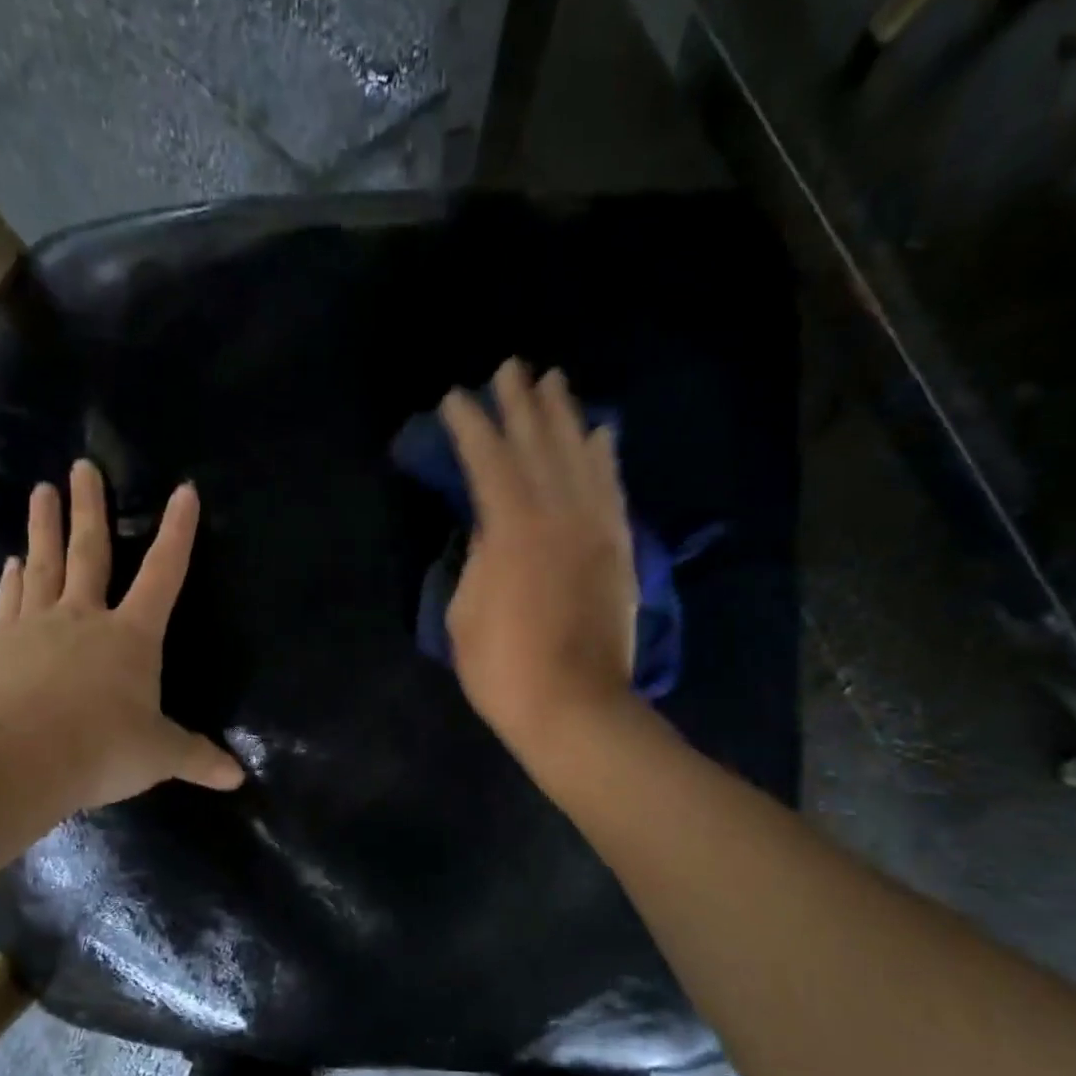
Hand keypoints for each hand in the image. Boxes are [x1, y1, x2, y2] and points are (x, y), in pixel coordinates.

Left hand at [0, 460, 243, 811]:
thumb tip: (238, 778)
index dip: (178, 533)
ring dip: (44, 527)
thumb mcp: (159, 756)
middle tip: (82, 467)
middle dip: (89, 508)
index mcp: (131, 637)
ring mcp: (36, 625)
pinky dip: (15, 577)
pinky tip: (14, 561)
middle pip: (90, 552)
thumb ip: (197, 758)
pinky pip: (11, 599)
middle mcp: (85, 618)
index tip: (184, 491)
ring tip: (42, 491)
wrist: (16, 761)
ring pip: (44, 564)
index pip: (164, 575)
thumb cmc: (101, 749)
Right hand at [441, 359, 636, 760]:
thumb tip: (490, 524)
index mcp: (512, 529)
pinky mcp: (619, 549)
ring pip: (581, 456)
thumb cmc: (503, 668)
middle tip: (510, 368)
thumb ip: (477, 556)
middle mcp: (559, 514)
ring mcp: (596, 529)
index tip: (455, 398)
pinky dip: (605, 457)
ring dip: (564, 416)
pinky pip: (613, 489)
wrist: (574, 707)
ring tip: (553, 382)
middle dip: (520, 403)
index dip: (469, 426)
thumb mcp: (465, 611)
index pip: (488, 460)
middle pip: (538, 444)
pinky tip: (600, 434)